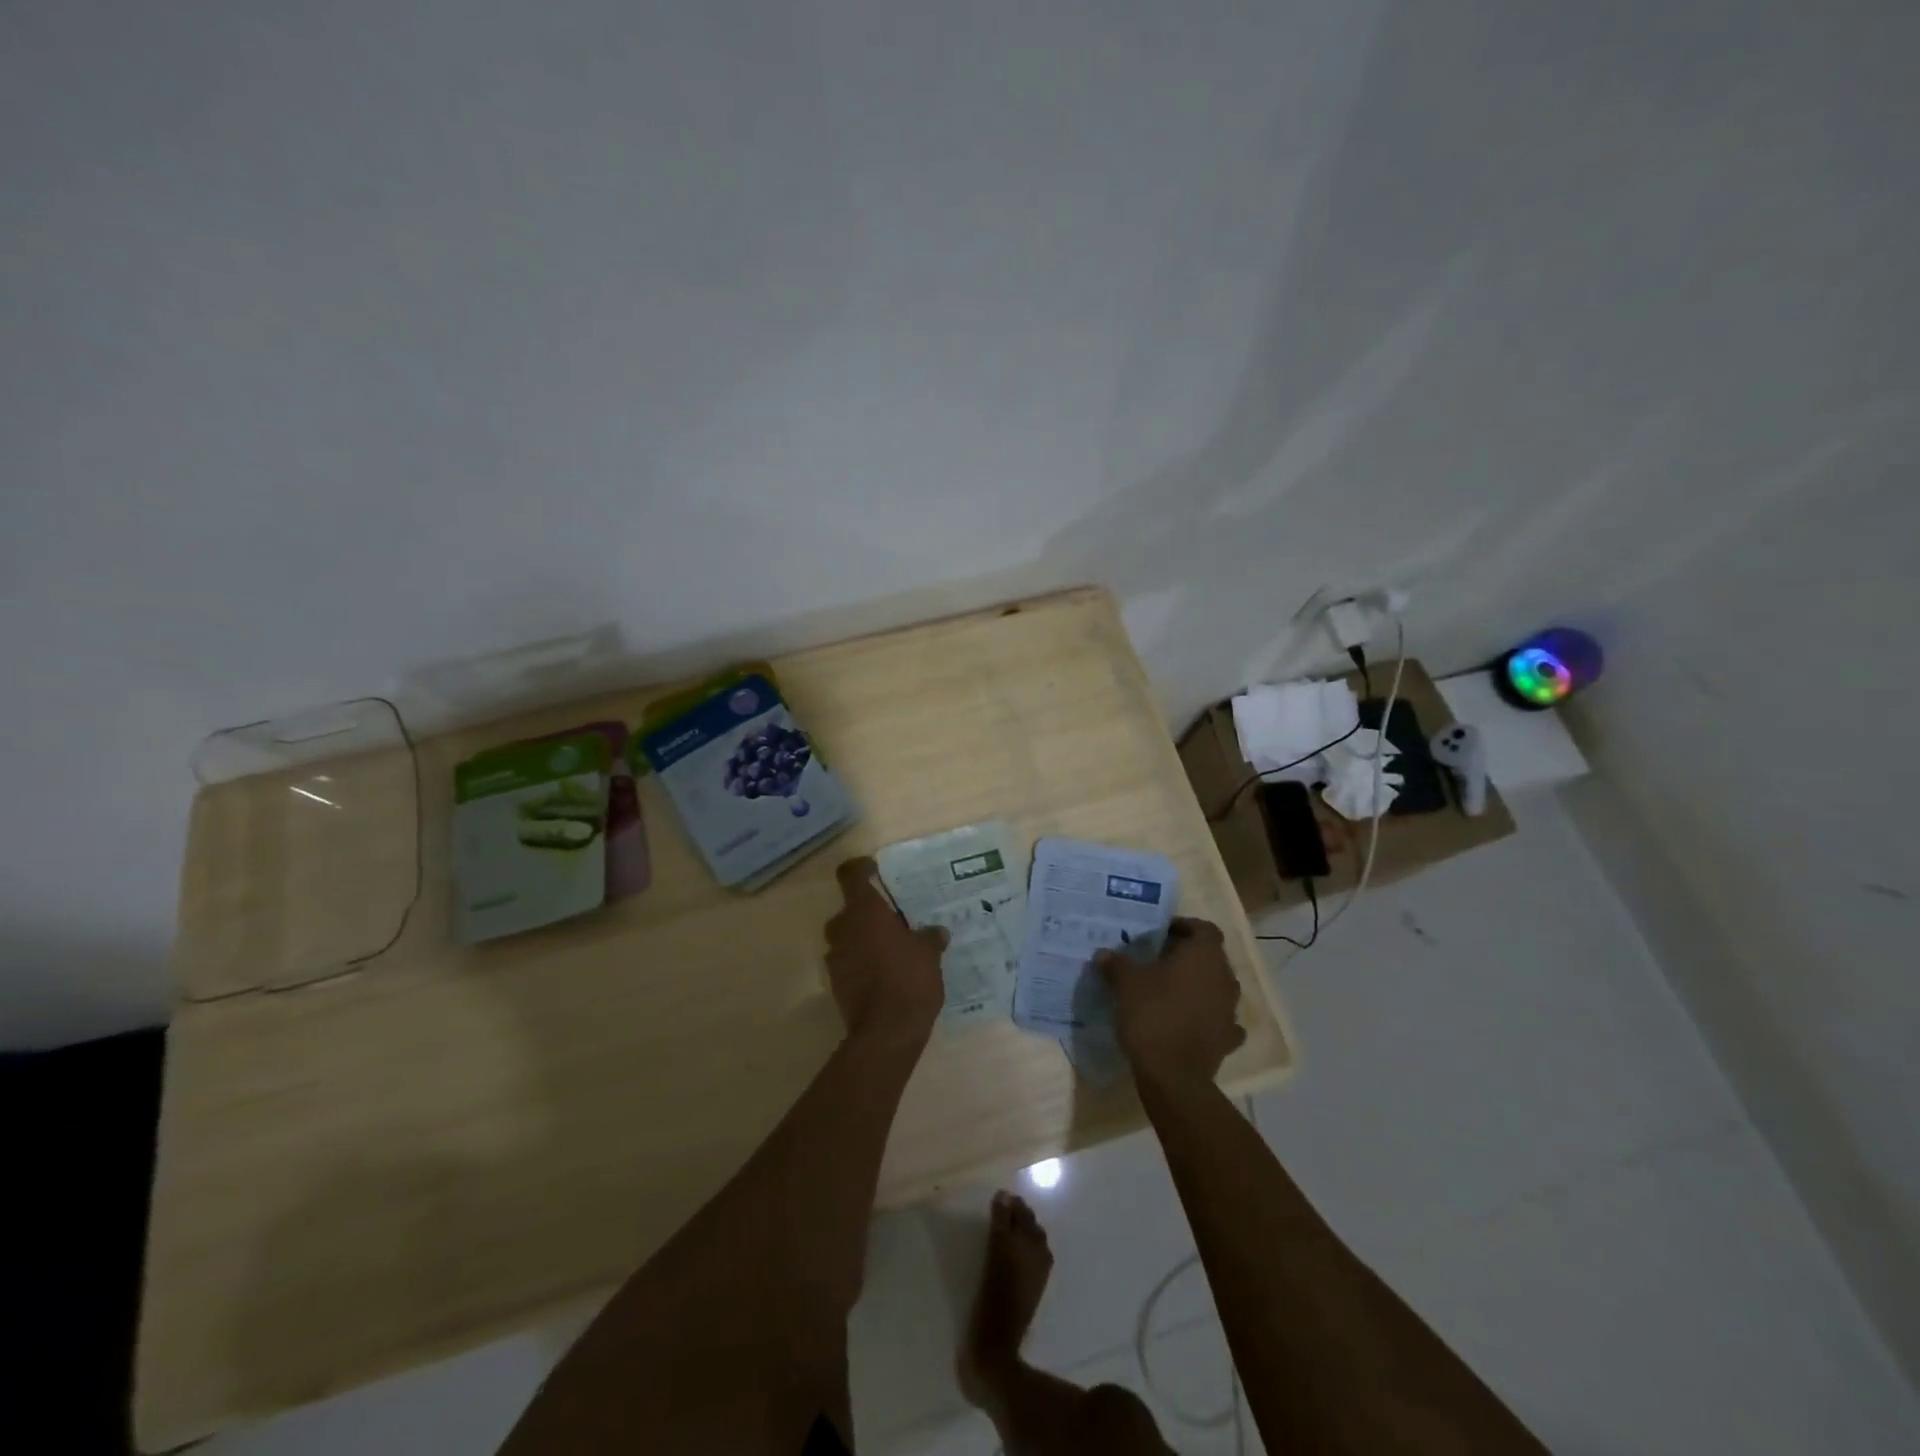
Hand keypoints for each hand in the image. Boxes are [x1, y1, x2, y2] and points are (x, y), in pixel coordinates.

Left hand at [824, 857, 948, 1047]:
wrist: (887, 1031)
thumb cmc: (909, 978)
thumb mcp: (929, 953)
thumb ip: (930, 937)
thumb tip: (936, 932)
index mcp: (864, 911)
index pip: (850, 875)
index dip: (860, 868)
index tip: (874, 869)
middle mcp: (843, 928)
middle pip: (850, 909)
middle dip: (869, 912)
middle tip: (895, 920)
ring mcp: (836, 957)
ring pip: (849, 936)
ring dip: (865, 939)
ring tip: (894, 949)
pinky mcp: (836, 983)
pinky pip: (849, 961)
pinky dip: (863, 962)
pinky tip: (887, 973)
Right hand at [1098, 918, 1245, 1093]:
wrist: (1173, 1075)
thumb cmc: (1152, 1013)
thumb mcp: (1126, 983)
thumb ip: (1117, 963)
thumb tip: (1104, 953)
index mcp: (1204, 955)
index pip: (1203, 928)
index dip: (1184, 926)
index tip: (1161, 934)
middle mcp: (1225, 977)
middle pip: (1210, 957)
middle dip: (1187, 956)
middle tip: (1158, 961)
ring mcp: (1231, 1010)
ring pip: (1215, 987)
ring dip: (1197, 986)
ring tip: (1168, 991)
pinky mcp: (1228, 1039)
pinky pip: (1219, 1019)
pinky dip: (1206, 1016)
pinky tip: (1188, 1021)